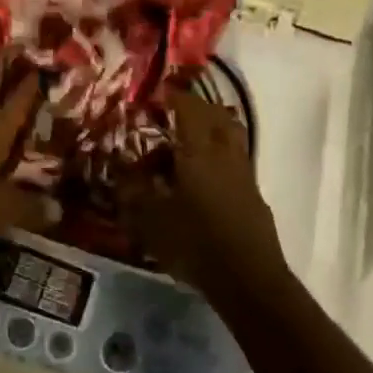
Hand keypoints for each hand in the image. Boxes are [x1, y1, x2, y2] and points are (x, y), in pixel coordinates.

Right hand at [125, 91, 287, 292]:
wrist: (249, 280)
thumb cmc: (195, 243)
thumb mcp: (151, 219)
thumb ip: (132, 191)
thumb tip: (118, 168)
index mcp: (199, 149)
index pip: (188, 107)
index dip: (173, 96)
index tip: (157, 92)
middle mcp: (225, 152)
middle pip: (216, 115)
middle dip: (195, 107)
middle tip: (174, 111)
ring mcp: (244, 173)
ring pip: (230, 136)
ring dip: (211, 130)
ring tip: (187, 142)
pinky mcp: (253, 194)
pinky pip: (234, 160)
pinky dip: (218, 156)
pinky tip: (203, 178)